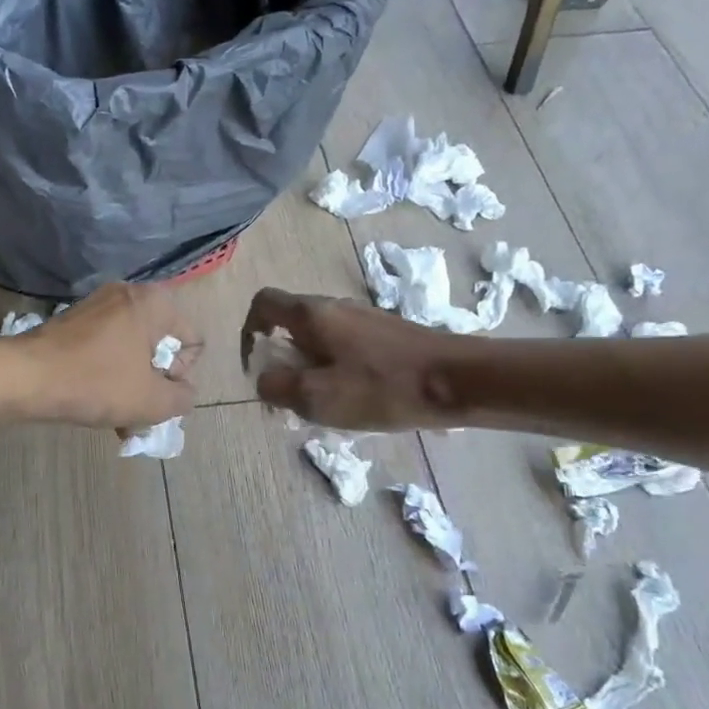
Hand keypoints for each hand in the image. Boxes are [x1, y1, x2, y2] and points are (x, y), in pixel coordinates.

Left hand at [21, 283, 200, 428]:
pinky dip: (109, 373)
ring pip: (132, 350)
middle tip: (139, 411)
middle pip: (161, 345)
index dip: (180, 375)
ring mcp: (98, 304)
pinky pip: (107, 348)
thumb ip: (182, 398)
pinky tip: (97, 404)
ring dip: (132, 384)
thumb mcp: (152, 401)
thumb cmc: (96, 383)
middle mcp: (129, 293)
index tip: (155, 391)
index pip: (192, 342)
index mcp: (154, 303)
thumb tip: (183, 392)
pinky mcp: (75, 320)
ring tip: (118, 418)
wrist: (25, 376)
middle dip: (154, 382)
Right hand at [240, 287, 472, 429]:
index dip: (249, 331)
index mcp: (312, 314)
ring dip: (310, 369)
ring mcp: (363, 318)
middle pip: (290, 324)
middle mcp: (335, 306)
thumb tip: (264, 379)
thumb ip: (277, 387)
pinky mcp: (385, 334)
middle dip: (283, 360)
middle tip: (292, 397)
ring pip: (319, 339)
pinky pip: (344, 347)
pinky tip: (356, 399)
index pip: (263, 303)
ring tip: (326, 405)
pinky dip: (336, 370)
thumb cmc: (382, 387)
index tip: (258, 366)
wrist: (459, 380)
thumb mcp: (317, 397)